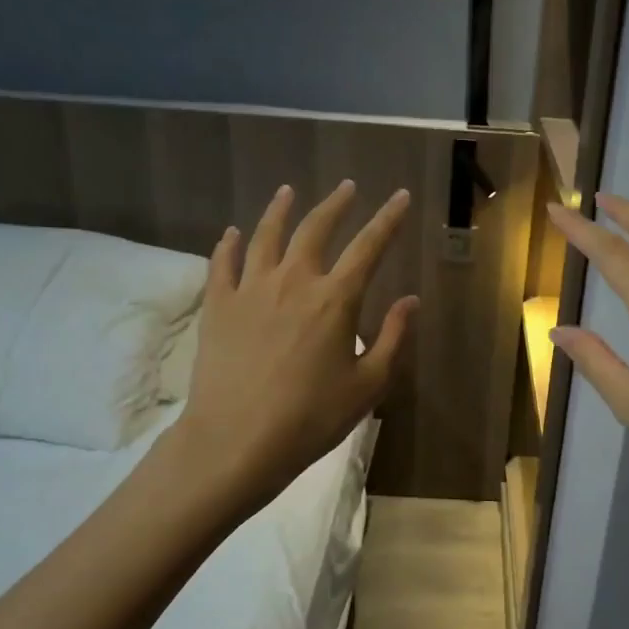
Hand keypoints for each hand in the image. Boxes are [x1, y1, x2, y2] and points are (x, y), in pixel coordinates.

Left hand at [174, 181, 415, 510]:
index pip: (369, 247)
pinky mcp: (217, 306)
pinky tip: (232, 232)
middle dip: (336, 204)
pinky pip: (222, 263)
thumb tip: (410, 300)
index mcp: (335, 300)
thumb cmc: (312, 418)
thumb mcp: (368, 385)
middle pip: (316, 229)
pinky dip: (228, 244)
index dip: (388, 219)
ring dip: (281, 210)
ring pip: (266, 236)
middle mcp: (293, 282)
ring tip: (288, 192)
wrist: (237, 440)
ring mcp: (250, 290)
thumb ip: (393, 338)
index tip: (401, 196)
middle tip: (347, 187)